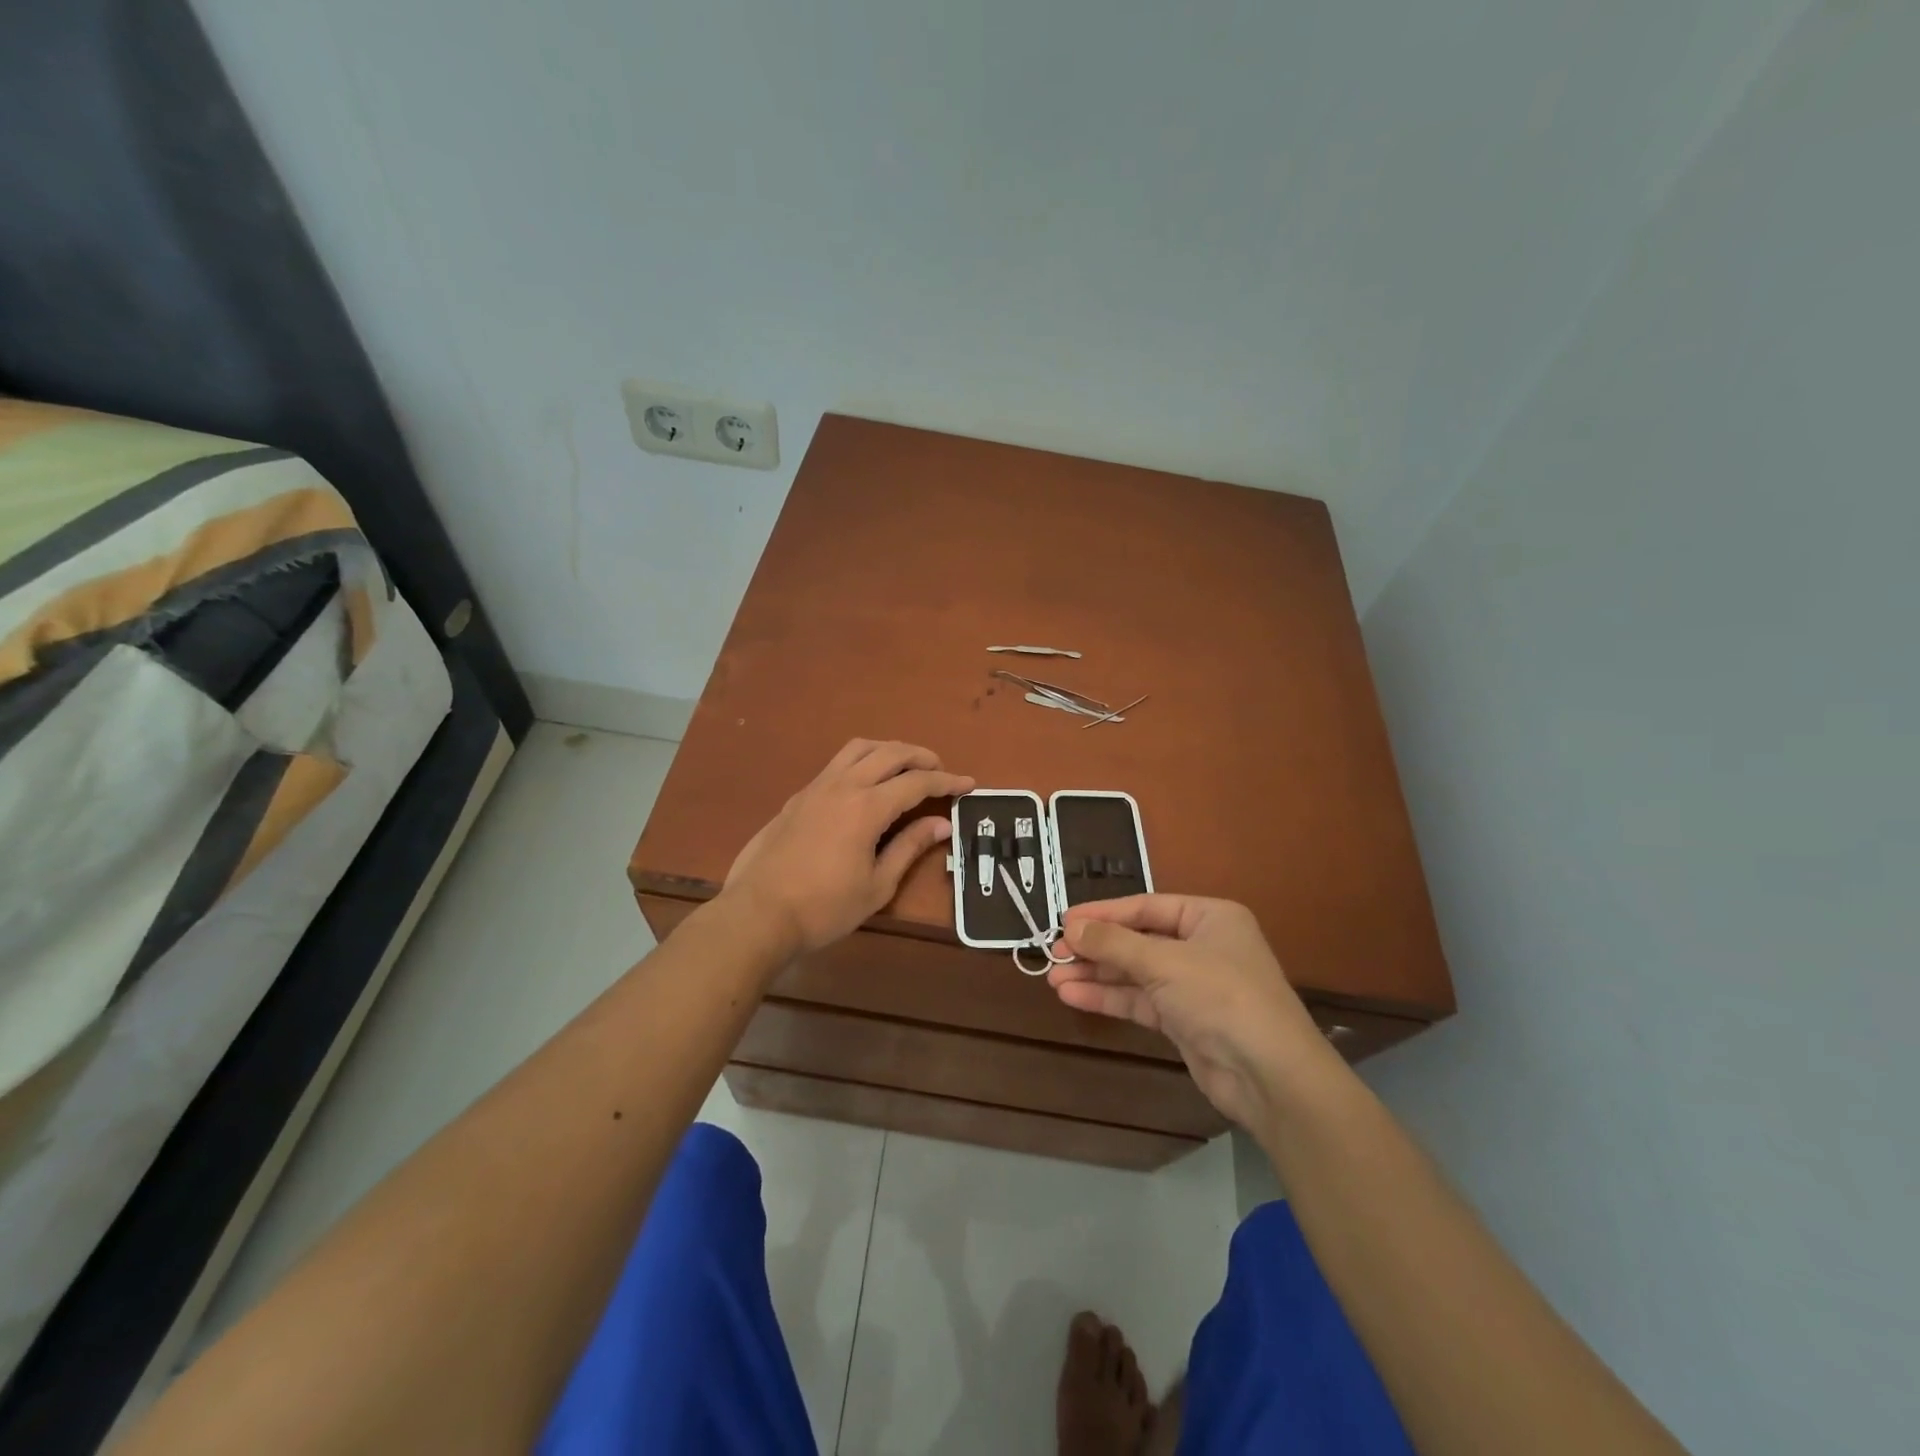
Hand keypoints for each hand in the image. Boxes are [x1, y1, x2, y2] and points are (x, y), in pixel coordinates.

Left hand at [723, 740, 973, 956]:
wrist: (758, 913)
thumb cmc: (824, 908)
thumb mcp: (877, 885)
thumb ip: (909, 847)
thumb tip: (941, 824)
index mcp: (866, 807)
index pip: (916, 782)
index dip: (947, 781)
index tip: (969, 784)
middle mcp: (842, 785)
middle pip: (889, 753)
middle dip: (921, 756)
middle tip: (940, 770)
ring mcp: (816, 787)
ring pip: (858, 749)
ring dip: (888, 750)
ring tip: (905, 766)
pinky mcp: (798, 797)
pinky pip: (837, 763)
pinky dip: (862, 761)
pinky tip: (866, 783)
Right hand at [1049, 895, 1332, 1127]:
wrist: (1270, 1075)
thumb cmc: (1222, 996)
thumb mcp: (1164, 961)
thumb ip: (1114, 943)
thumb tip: (1070, 927)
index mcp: (1209, 917)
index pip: (1145, 907)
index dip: (1103, 913)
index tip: (1064, 920)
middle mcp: (1202, 946)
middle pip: (1137, 940)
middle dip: (1095, 948)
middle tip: (1053, 953)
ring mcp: (1193, 985)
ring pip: (1134, 973)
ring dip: (1096, 974)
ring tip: (1052, 977)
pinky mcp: (1184, 1021)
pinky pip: (1139, 1001)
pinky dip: (1108, 997)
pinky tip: (1073, 996)